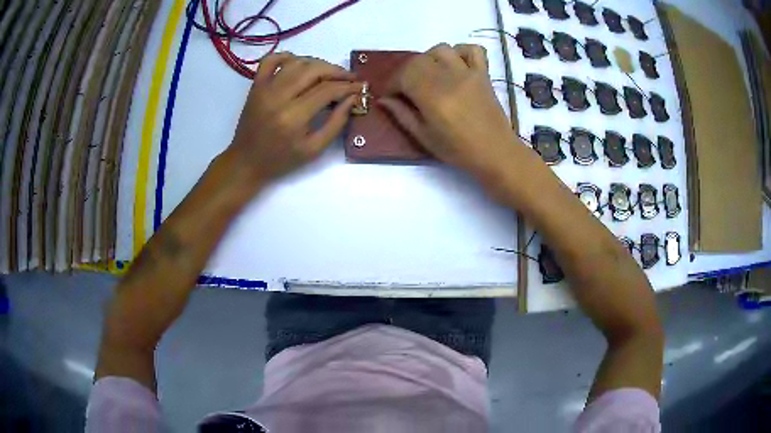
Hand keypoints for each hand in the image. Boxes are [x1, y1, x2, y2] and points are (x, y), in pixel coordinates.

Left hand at [228, 53, 362, 186]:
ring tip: (328, 73)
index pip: (327, 90)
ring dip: (317, 63)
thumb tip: (352, 99)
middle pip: (313, 70)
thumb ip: (336, 123)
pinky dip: (286, 56)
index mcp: (294, 117)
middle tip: (349, 78)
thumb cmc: (281, 160)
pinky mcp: (255, 85)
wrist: (246, 162)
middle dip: (336, 71)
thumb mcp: (314, 150)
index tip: (360, 87)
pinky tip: (298, 63)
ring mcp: (264, 88)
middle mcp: (279, 97)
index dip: (348, 86)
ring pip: (296, 62)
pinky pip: (270, 60)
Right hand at [379, 44, 519, 182]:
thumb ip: (402, 115)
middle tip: (407, 88)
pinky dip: (461, 52)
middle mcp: (450, 78)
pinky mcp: (483, 73)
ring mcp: (469, 73)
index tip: (391, 95)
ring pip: (442, 49)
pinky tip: (455, 65)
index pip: (404, 75)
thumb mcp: (424, 137)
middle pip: (419, 60)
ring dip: (430, 59)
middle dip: (407, 71)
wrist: (496, 152)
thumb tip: (383, 99)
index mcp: (433, 97)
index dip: (392, 83)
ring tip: (430, 75)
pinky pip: (473, 50)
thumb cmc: (458, 150)